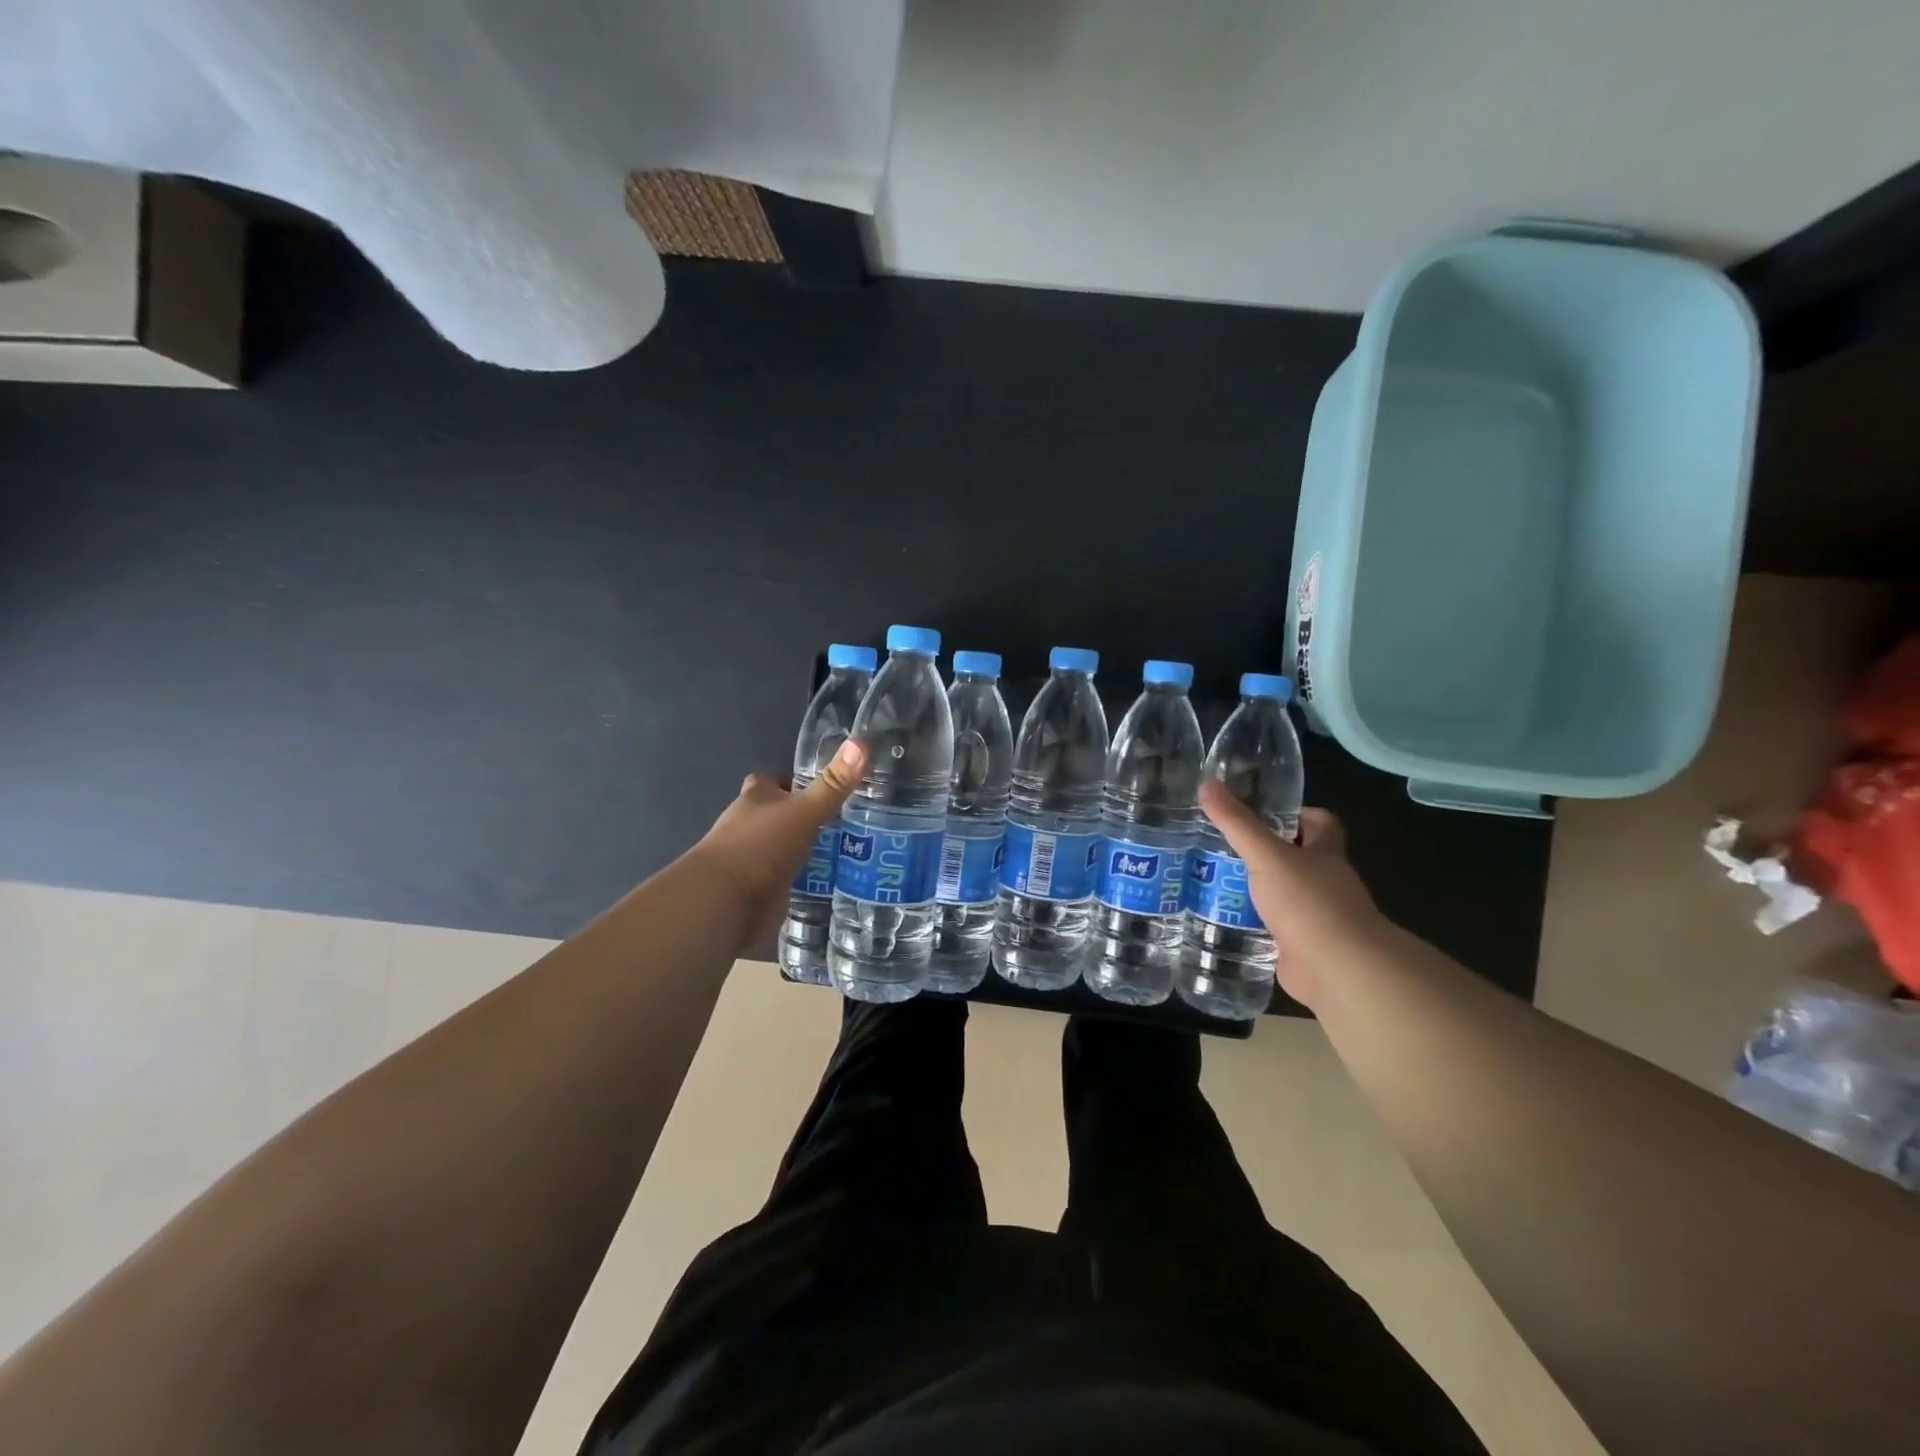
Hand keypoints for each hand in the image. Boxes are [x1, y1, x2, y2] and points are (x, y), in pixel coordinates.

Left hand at [689, 739, 867, 947]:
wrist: (725, 904)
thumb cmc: (759, 847)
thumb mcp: (803, 812)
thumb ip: (832, 785)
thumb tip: (861, 743)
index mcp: (755, 799)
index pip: (770, 780)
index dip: (790, 780)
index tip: (820, 785)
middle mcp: (749, 825)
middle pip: (777, 813)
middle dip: (803, 816)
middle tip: (844, 818)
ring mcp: (753, 859)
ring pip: (783, 846)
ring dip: (805, 848)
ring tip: (847, 848)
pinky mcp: (759, 890)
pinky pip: (786, 878)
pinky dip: (803, 878)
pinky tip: (831, 880)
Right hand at [1198, 781, 1388, 1009]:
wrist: (1337, 970)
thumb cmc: (1309, 902)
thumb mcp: (1267, 856)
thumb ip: (1237, 823)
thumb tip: (1206, 783)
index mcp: (1326, 854)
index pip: (1321, 823)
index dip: (1298, 813)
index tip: (1265, 811)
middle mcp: (1326, 883)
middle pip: (1300, 859)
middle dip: (1267, 852)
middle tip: (1224, 845)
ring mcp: (1317, 918)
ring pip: (1285, 895)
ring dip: (1257, 890)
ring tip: (1214, 880)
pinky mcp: (1302, 948)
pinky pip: (1275, 929)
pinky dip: (1254, 924)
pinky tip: (1224, 918)